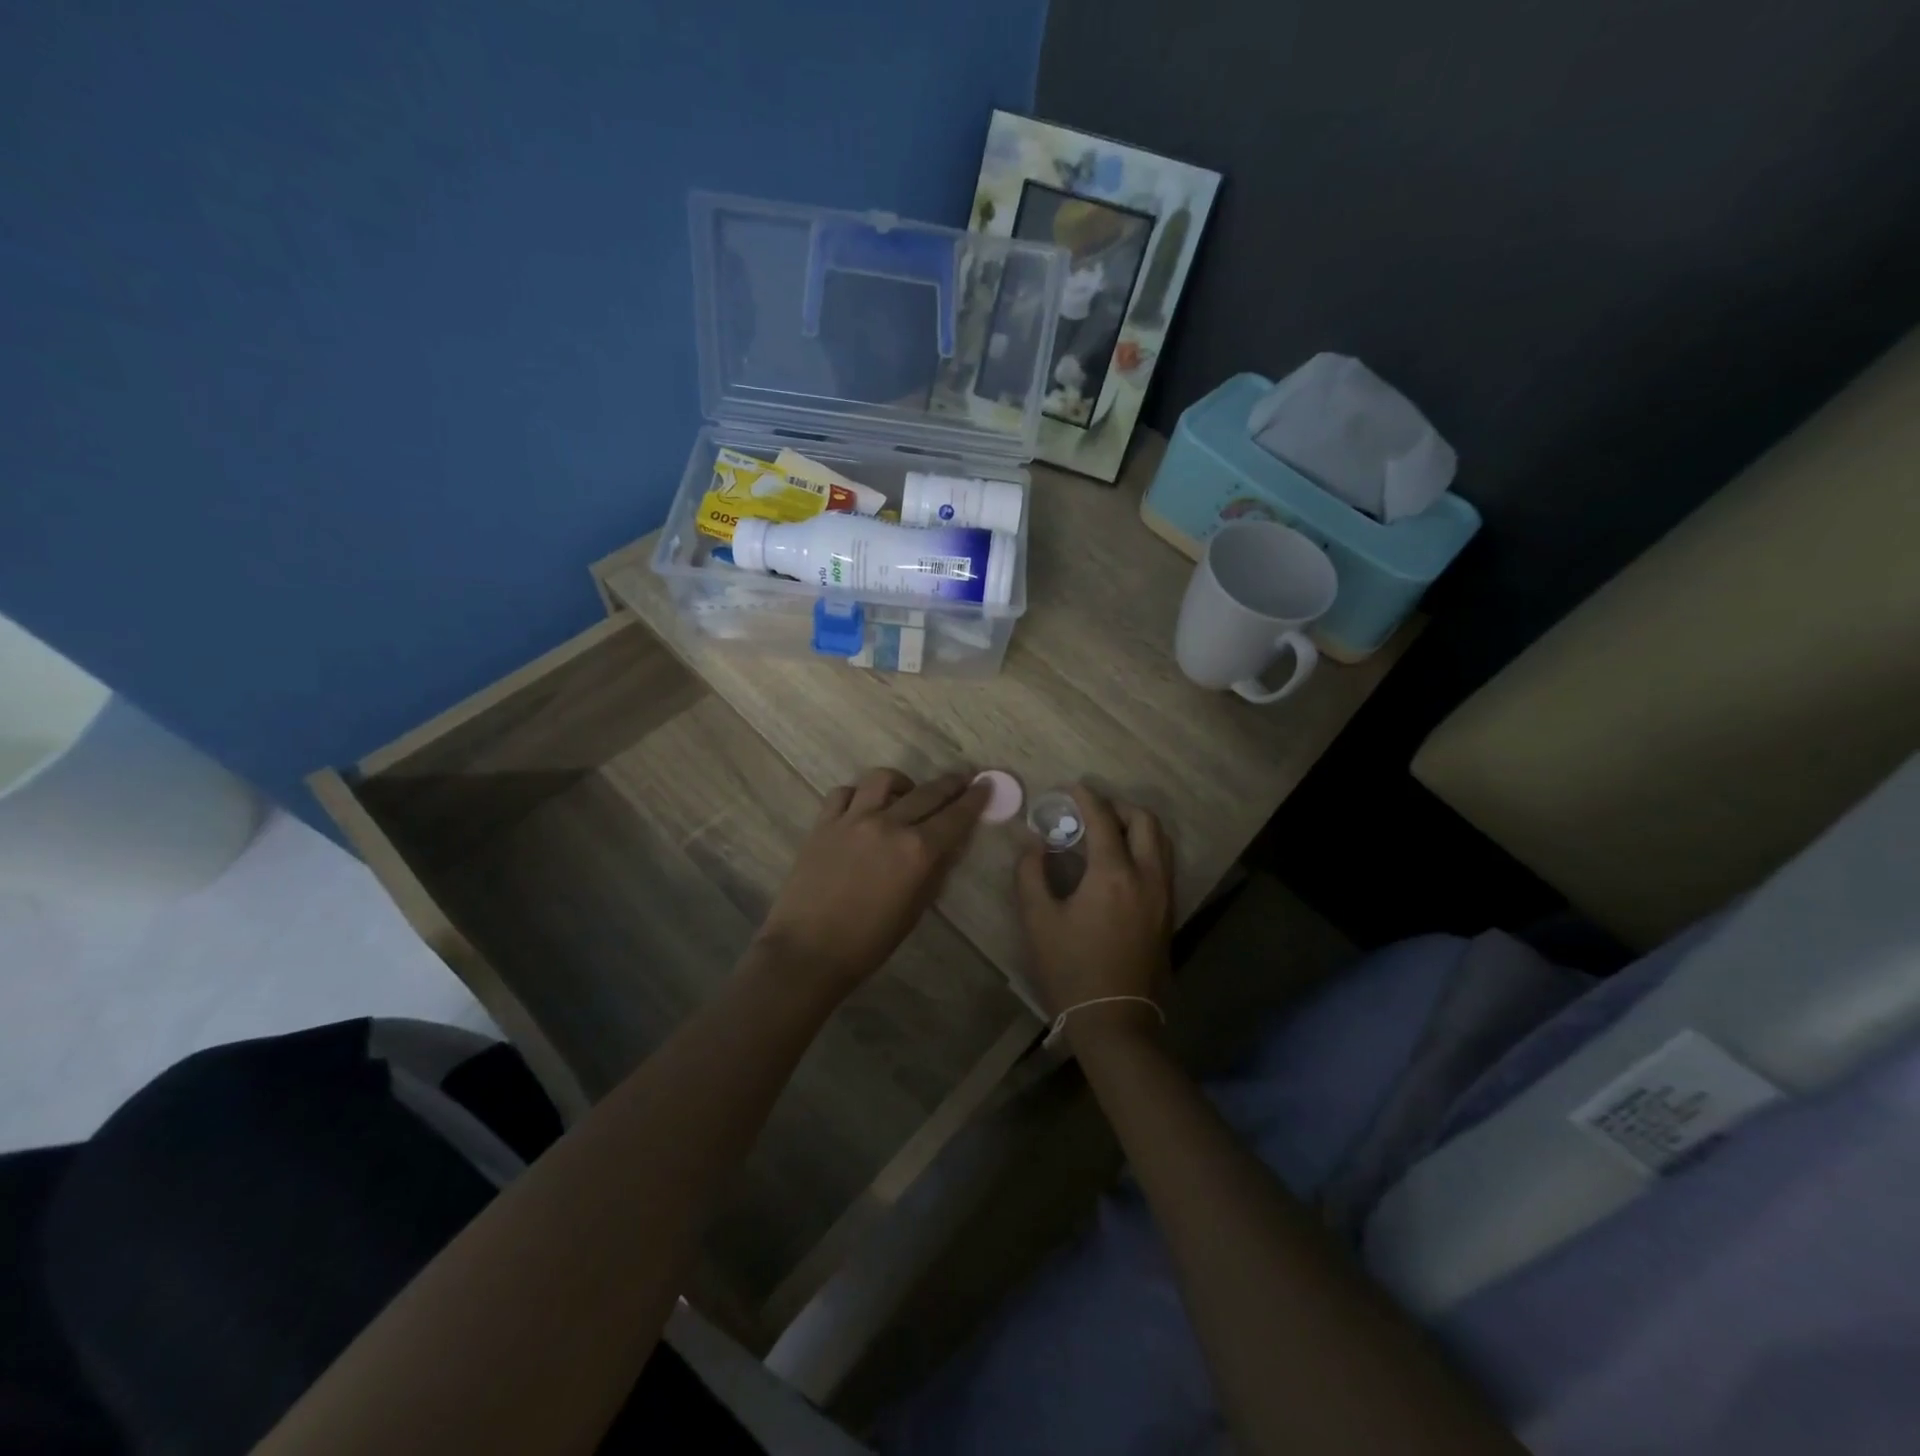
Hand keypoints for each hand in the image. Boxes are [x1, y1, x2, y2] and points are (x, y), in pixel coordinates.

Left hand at [755, 768, 988, 999]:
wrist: (808, 950)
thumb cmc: (869, 942)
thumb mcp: (915, 910)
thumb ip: (935, 871)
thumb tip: (948, 846)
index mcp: (917, 851)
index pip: (955, 817)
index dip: (975, 799)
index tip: (986, 784)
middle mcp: (889, 825)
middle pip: (927, 792)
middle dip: (950, 783)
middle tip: (962, 779)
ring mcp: (853, 819)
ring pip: (883, 780)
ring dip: (903, 782)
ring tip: (906, 793)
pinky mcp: (824, 823)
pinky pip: (845, 792)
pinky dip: (860, 794)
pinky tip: (863, 807)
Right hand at [1015, 784, 1174, 1045]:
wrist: (1115, 1021)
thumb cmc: (1071, 970)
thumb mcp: (1038, 921)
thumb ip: (1031, 874)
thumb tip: (1034, 844)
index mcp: (1113, 874)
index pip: (1103, 820)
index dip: (1087, 798)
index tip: (1072, 788)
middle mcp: (1147, 877)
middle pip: (1145, 822)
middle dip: (1119, 807)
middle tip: (1092, 810)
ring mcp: (1164, 896)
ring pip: (1161, 842)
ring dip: (1137, 826)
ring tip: (1109, 831)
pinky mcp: (1169, 914)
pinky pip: (1163, 864)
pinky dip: (1146, 848)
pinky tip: (1122, 862)